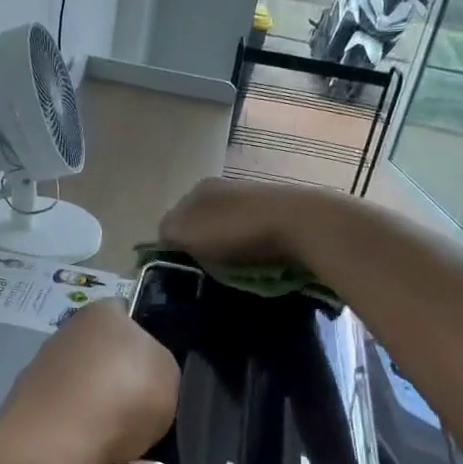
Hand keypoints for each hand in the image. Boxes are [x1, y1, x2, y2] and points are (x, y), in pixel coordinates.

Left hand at [0, 299, 178, 463]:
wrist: (59, 441)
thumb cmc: (125, 396)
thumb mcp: (169, 375)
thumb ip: (156, 364)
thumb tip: (143, 370)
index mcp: (102, 312)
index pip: (122, 313)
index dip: (138, 338)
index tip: (148, 369)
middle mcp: (65, 331)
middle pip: (95, 349)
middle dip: (110, 373)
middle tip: (131, 405)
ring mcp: (37, 366)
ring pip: (73, 381)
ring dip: (87, 401)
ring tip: (108, 434)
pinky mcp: (19, 403)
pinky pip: (55, 411)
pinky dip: (67, 426)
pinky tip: (80, 447)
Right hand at [158, 177, 329, 265]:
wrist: (300, 224)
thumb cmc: (236, 229)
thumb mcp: (187, 231)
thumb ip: (167, 233)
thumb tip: (163, 240)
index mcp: (199, 189)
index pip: (174, 219)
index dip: (173, 246)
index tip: (180, 271)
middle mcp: (224, 188)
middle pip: (202, 224)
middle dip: (201, 247)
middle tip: (203, 275)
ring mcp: (253, 199)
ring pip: (227, 231)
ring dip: (226, 250)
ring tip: (229, 274)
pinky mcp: (277, 214)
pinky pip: (252, 237)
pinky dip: (249, 251)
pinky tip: (253, 265)